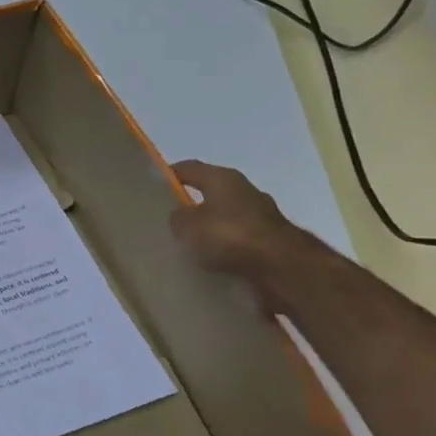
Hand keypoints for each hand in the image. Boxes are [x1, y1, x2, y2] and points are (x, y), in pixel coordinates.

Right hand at [168, 159, 317, 307]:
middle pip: (211, 192)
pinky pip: (241, 239)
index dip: (169, 174)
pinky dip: (228, 247)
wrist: (283, 267)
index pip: (189, 168)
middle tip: (171, 220)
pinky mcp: (273, 239)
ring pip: (227, 217)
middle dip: (192, 204)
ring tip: (192, 245)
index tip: (152, 187)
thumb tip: (181, 216)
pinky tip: (214, 262)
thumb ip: (178, 217)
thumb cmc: (230, 236)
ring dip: (212, 228)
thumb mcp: (188, 226)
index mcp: (223, 178)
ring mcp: (263, 214)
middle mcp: (245, 190)